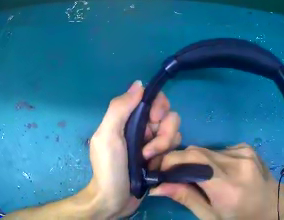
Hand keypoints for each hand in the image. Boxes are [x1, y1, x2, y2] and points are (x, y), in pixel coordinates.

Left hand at [88, 80, 181, 217]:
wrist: (114, 200)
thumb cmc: (109, 168)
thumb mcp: (108, 136)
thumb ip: (120, 108)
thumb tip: (138, 84)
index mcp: (128, 119)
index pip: (153, 100)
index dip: (159, 107)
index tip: (154, 120)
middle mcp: (142, 128)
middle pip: (168, 116)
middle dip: (163, 132)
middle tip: (149, 149)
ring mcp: (152, 143)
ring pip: (174, 132)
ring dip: (164, 146)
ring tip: (149, 160)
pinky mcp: (160, 157)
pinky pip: (175, 148)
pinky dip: (167, 155)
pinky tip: (155, 166)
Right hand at [149, 144, 283, 219]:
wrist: (272, 206)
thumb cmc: (241, 218)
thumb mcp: (211, 216)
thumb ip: (186, 198)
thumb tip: (158, 187)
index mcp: (228, 185)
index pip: (192, 161)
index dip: (169, 161)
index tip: (157, 169)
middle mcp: (237, 162)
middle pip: (197, 152)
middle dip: (179, 161)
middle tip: (171, 175)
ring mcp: (244, 152)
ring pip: (207, 150)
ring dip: (196, 162)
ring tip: (198, 178)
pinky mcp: (247, 148)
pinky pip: (220, 150)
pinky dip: (211, 159)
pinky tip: (217, 173)